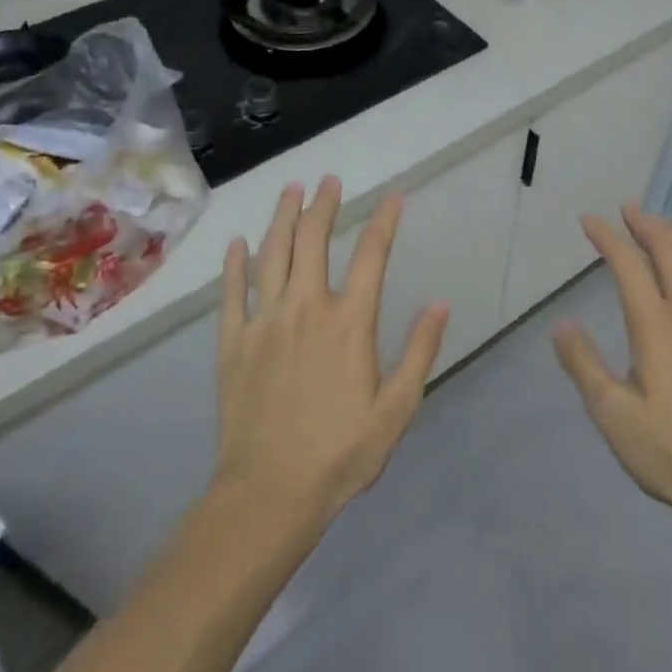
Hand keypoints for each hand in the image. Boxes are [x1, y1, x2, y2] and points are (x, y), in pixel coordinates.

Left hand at [212, 176, 448, 525]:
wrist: (270, 491)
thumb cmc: (342, 452)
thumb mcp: (397, 407)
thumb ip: (420, 351)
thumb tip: (439, 302)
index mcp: (350, 323)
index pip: (372, 256)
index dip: (384, 221)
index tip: (393, 197)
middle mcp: (306, 309)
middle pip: (314, 241)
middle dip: (324, 205)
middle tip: (329, 179)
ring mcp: (264, 322)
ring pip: (272, 255)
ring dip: (282, 218)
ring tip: (291, 189)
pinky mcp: (233, 343)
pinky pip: (232, 292)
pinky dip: (235, 264)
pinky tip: (238, 243)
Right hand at [553, 204, 671, 524]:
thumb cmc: (671, 451)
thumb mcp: (612, 415)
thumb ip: (584, 364)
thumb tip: (561, 324)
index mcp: (656, 326)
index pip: (628, 265)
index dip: (607, 237)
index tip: (589, 220)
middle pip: (670, 252)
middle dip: (646, 225)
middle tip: (628, 208)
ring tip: (661, 226)